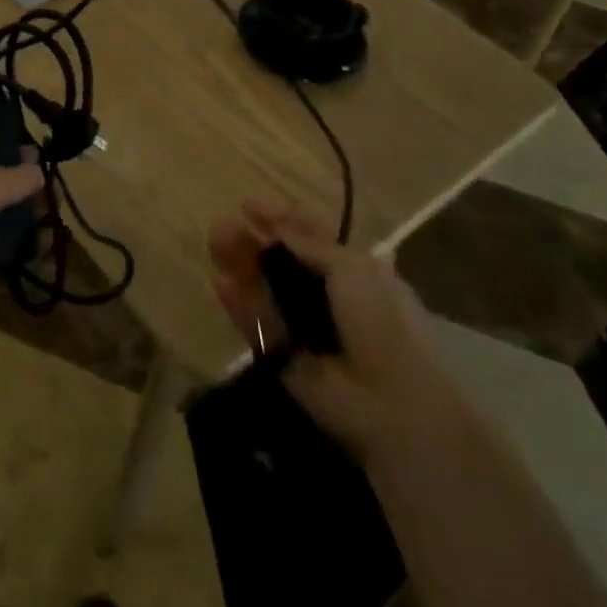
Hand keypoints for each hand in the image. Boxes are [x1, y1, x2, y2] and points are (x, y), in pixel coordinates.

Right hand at [209, 203, 431, 465]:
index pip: (310, 238)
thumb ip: (310, 245)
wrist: (392, 399)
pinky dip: (240, 306)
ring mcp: (302, 328)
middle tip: (221, 226)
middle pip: (281, 262)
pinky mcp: (283, 358)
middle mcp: (326, 296)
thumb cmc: (381, 321)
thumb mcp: (352, 269)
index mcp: (352, 271)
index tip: (248, 207)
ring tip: (214, 244)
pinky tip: (221, 284)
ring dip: (240, 266)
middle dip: (253, 241)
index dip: (281, 220)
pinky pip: (257, 326)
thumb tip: (277, 227)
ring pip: (264, 291)